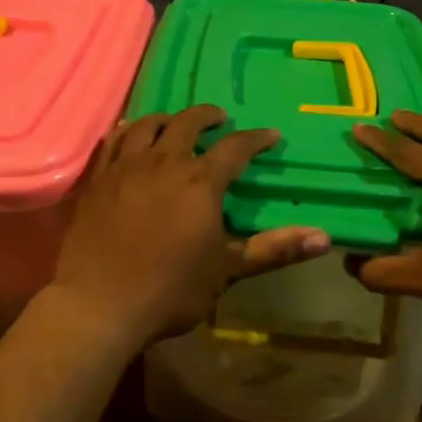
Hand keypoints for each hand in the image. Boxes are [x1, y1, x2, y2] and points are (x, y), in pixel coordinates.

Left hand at [50, 105, 330, 348]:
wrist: (98, 305)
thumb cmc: (169, 290)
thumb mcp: (227, 271)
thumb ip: (273, 249)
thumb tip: (324, 237)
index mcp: (200, 182)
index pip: (235, 148)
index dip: (256, 139)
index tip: (271, 136)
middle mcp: (163, 162)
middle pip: (188, 123)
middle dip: (208, 116)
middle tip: (220, 120)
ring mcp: (125, 167)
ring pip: (147, 125)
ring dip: (167, 118)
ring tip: (175, 123)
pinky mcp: (97, 180)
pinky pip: (113, 141)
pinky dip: (128, 131)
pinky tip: (130, 135)